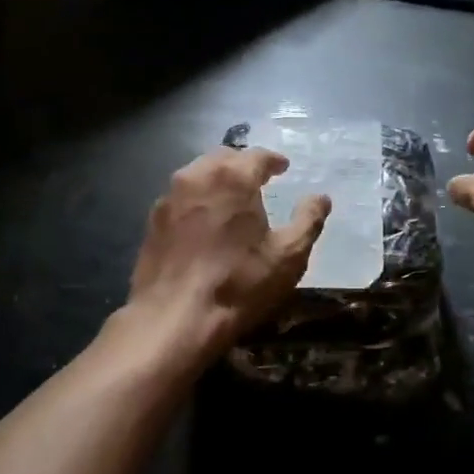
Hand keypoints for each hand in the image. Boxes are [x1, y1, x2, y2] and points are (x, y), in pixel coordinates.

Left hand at [123, 147, 330, 362]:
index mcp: (233, 178)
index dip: (274, 160)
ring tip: (232, 196)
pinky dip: (197, 199)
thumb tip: (321, 198)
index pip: (257, 156)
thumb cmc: (239, 284)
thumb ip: (308, 220)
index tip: (284, 167)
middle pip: (224, 157)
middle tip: (258, 178)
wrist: (174, 318)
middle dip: (243, 164)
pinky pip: (181, 197)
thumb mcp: (288, 256)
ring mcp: (169, 197)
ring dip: (218, 178)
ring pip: (197, 174)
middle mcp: (197, 176)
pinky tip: (205, 219)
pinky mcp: (152, 220)